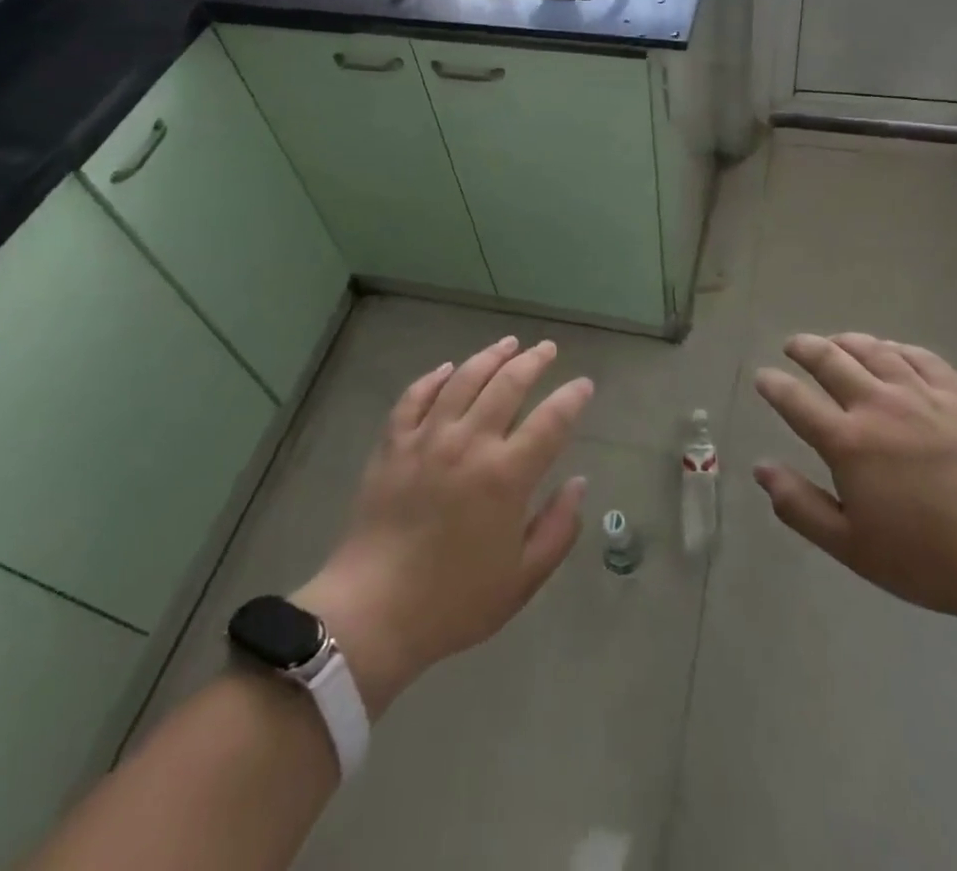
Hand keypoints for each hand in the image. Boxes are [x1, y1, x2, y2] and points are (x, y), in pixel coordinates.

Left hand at [293, 336, 591, 714]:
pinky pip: (415, 396)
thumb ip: (558, 528)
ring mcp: (427, 438)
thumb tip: (579, 483)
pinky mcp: (393, 443)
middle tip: (547, 349)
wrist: (372, 612)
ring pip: (463, 379)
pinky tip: (448, 368)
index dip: (572, 397)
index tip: (584, 385)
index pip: (551, 421)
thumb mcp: (522, 578)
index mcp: (506, 475)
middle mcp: (469, 443)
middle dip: (533, 361)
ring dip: (490, 356)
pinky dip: (434, 378)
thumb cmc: (454, 601)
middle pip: (508, 384)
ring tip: (508, 344)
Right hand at [753, 333, 956, 624]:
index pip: (796, 401)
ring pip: (874, 350)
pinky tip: (890, 351)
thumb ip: (800, 505)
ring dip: (846, 341)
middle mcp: (878, 406)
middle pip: (831, 360)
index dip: (774, 385)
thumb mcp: (851, 546)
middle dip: (804, 348)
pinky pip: (920, 357)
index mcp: (848, 442)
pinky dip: (896, 348)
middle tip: (792, 346)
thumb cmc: (927, 558)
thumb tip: (761, 468)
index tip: (763, 377)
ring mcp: (921, 395)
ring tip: (835, 342)